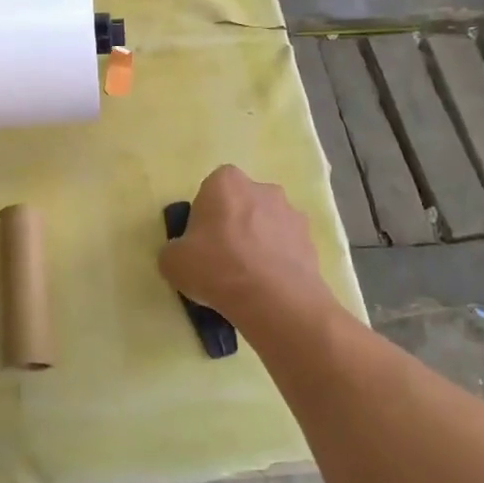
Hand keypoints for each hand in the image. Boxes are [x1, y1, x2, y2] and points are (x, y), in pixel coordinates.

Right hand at [158, 166, 334, 327]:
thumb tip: (183, 253)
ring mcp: (292, 214)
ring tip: (249, 277)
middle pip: (243, 203)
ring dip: (260, 242)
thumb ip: (175, 249)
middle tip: (223, 257)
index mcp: (226, 182)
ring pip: (268, 224)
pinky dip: (278, 261)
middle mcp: (263, 189)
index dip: (205, 214)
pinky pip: (287, 247)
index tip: (201, 240)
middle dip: (235, 224)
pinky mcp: (311, 241)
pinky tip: (268, 286)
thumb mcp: (172, 261)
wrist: (274, 300)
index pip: (212, 188)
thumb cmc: (216, 267)